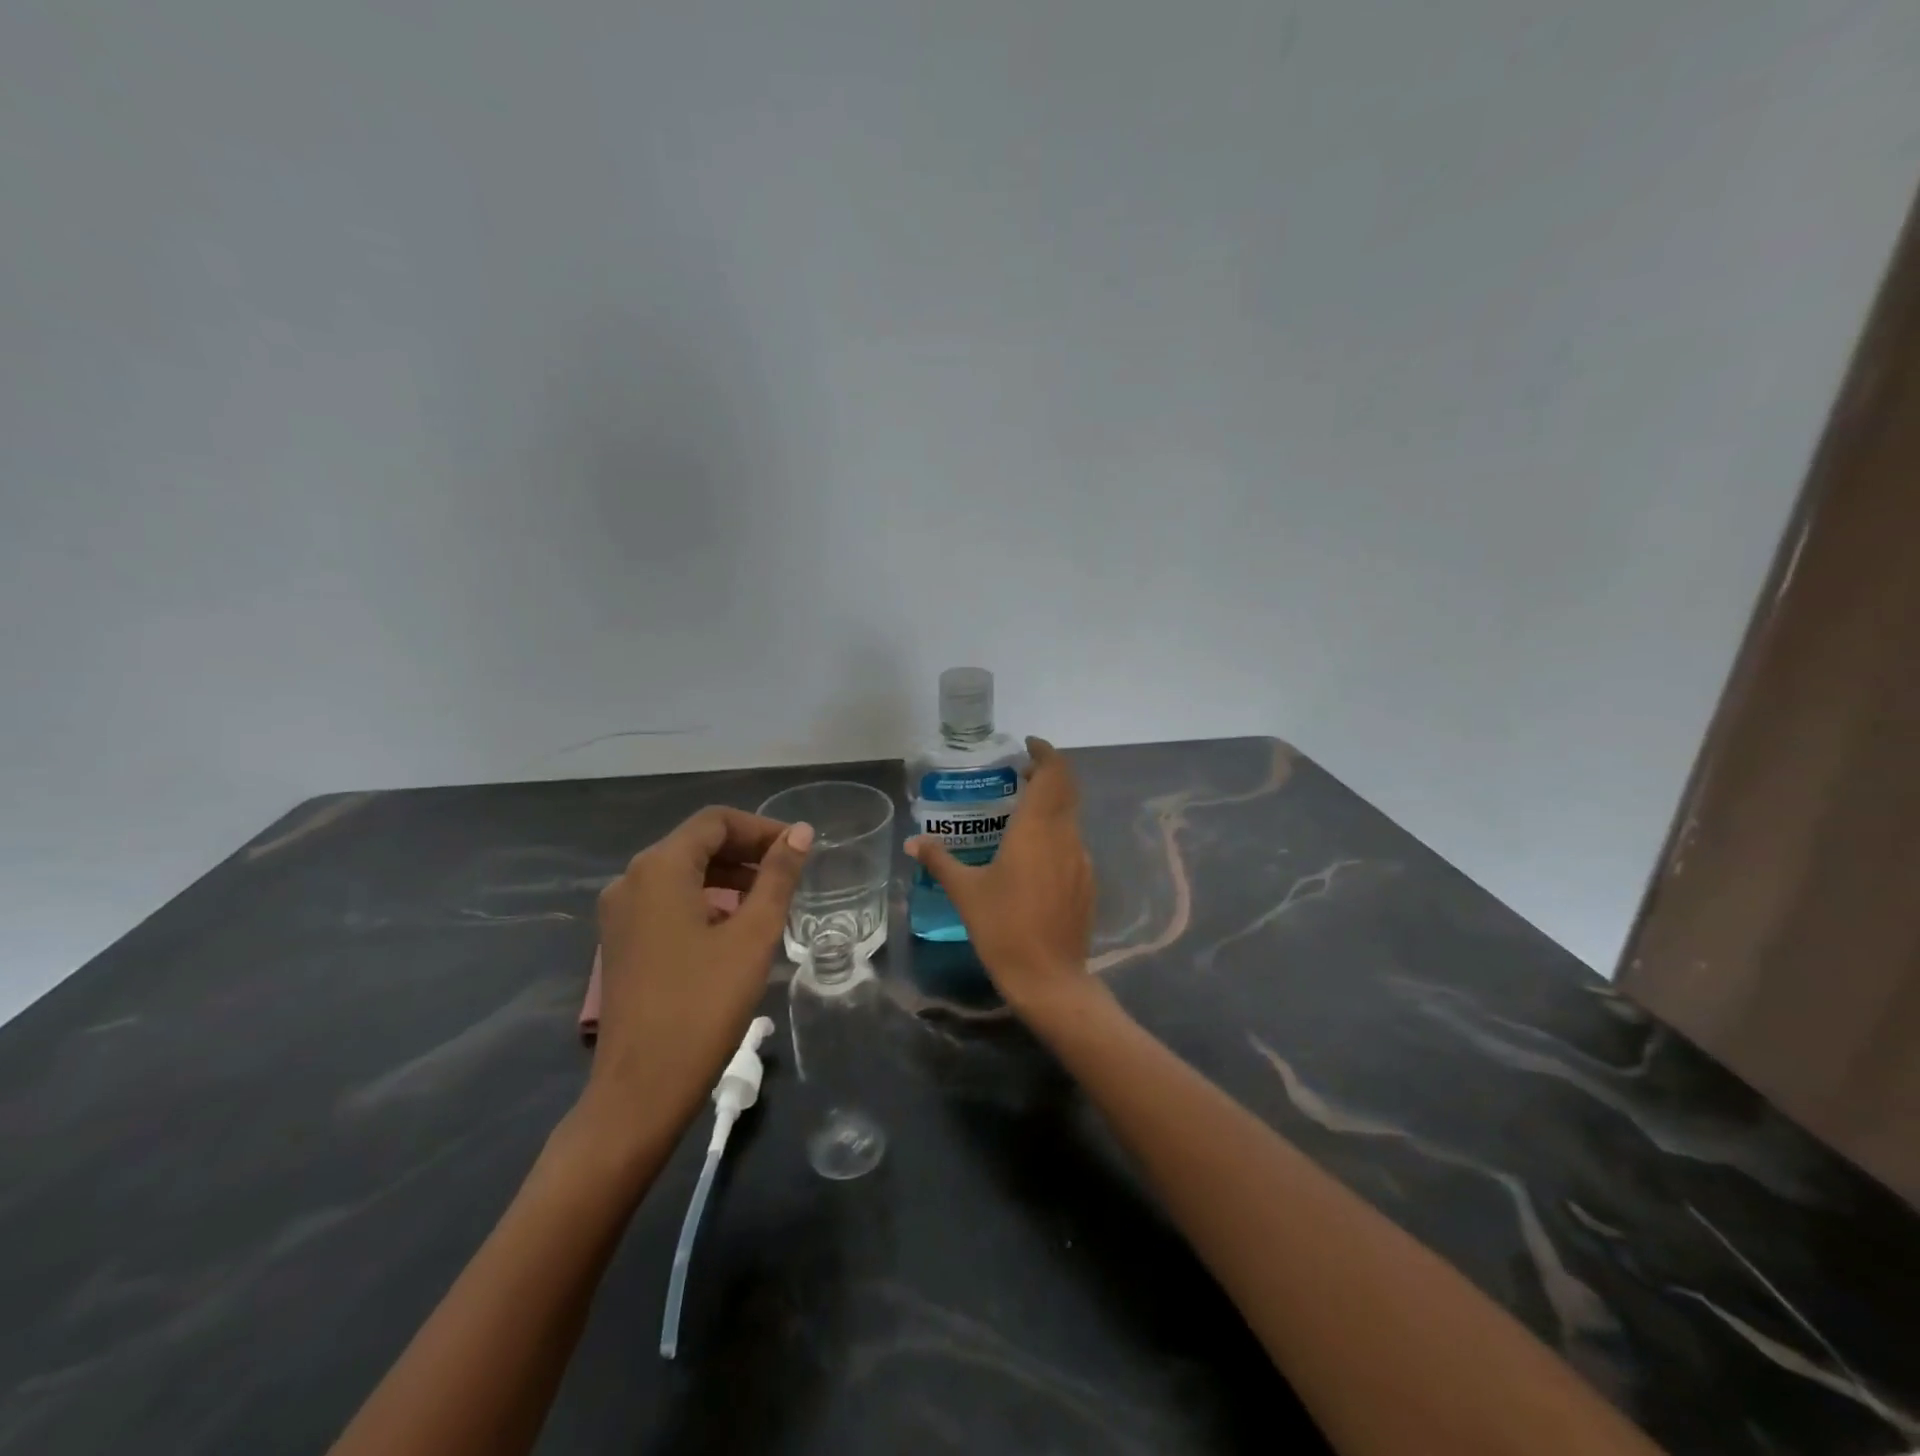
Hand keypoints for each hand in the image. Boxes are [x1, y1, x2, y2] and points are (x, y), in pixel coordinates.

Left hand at [586, 808, 812, 1134]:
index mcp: (658, 869)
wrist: (641, 1089)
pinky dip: (705, 900)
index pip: (715, 822)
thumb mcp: (753, 935)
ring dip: (727, 876)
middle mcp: (630, 881)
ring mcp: (620, 914)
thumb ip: (778, 877)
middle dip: (746, 851)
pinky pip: (667, 902)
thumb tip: (800, 833)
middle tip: (790, 872)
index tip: (798, 849)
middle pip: (696, 844)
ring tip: (770, 899)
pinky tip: (734, 927)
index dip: (761, 828)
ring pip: (681, 874)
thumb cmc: (703, 1004)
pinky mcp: (621, 944)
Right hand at [907, 738, 1095, 1017]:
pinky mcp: (1087, 882)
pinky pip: (1072, 842)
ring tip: (1020, 812)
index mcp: (1037, 829)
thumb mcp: (965, 892)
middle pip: (1066, 789)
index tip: (1027, 746)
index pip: (1053, 774)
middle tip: (1017, 774)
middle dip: (1046, 774)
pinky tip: (1032, 854)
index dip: (1045, 753)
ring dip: (1051, 804)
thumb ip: (940, 860)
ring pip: (1070, 816)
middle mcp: (1065, 836)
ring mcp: (1081, 859)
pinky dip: (1055, 832)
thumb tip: (913, 841)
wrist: (1049, 978)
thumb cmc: (1003, 928)